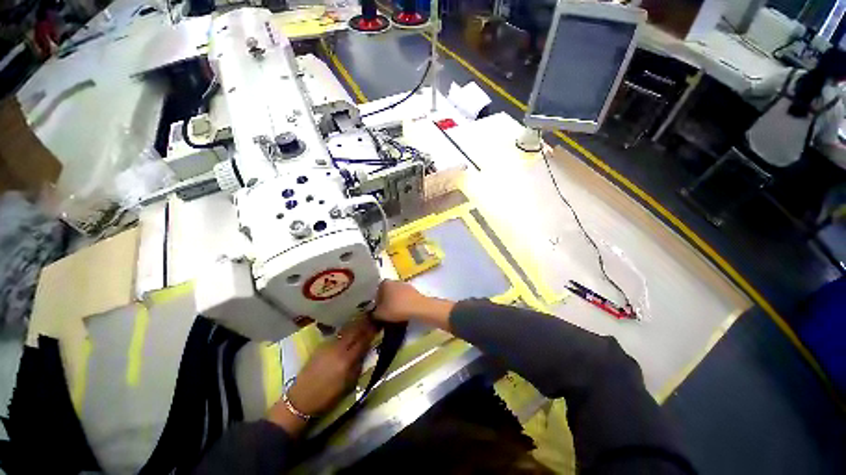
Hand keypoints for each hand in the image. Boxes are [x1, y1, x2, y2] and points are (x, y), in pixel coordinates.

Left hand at [267, 317, 376, 434]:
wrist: (301, 398)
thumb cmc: (327, 396)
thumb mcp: (348, 384)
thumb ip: (358, 365)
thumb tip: (366, 351)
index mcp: (346, 360)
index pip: (363, 340)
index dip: (371, 331)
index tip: (378, 324)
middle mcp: (338, 349)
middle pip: (354, 331)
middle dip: (364, 323)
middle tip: (372, 317)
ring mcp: (328, 345)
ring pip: (345, 330)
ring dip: (355, 323)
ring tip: (363, 318)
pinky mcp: (321, 345)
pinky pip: (337, 334)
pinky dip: (346, 329)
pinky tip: (349, 328)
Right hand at [372, 280, 454, 329]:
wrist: (418, 308)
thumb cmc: (396, 309)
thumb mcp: (379, 315)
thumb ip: (373, 314)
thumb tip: (374, 314)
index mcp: (384, 283)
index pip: (377, 292)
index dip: (377, 302)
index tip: (378, 311)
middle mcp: (395, 281)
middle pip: (388, 292)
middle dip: (386, 301)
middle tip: (386, 313)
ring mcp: (406, 285)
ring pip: (397, 295)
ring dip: (396, 302)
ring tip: (396, 314)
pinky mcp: (414, 290)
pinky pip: (406, 298)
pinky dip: (404, 303)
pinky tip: (404, 312)